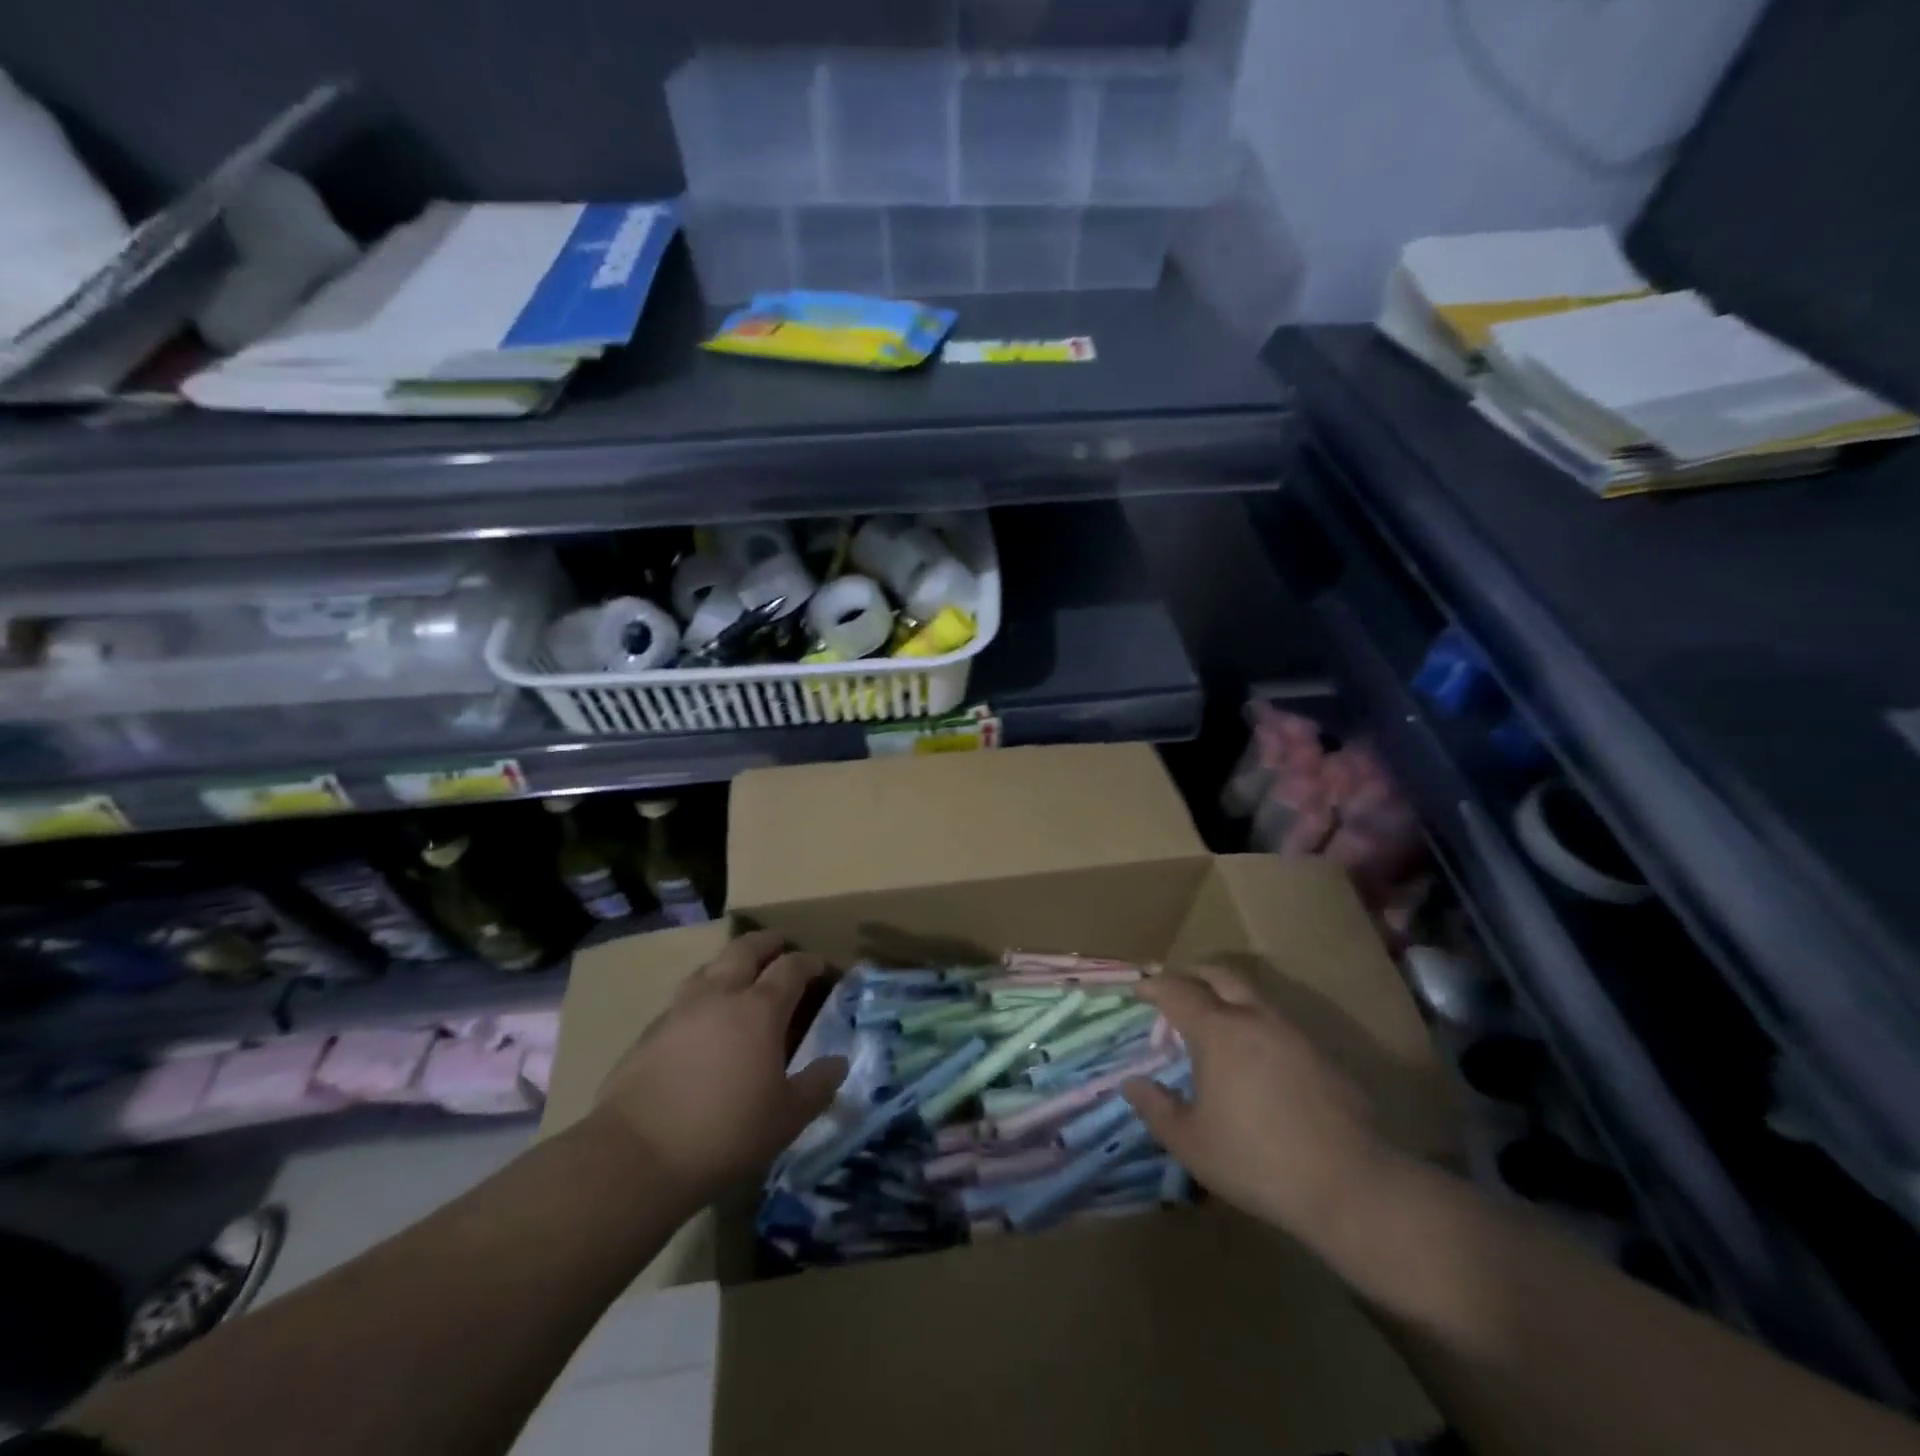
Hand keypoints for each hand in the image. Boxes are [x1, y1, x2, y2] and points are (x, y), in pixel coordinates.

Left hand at [593, 931, 846, 1208]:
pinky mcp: (650, 1031)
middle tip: (780, 943)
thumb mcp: (787, 1118)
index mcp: (760, 1009)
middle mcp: (720, 995)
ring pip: (710, 967)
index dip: (809, 962)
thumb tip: (839, 1063)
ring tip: (739, 972)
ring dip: (730, 961)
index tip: (820, 966)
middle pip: (745, 950)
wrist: (636, 1156)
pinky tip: (701, 1016)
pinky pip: (683, 997)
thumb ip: (817, 1085)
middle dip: (767, 942)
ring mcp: (680, 1009)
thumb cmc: (725, 1133)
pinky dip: (702, 993)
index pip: (791, 968)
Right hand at [1123, 965, 1390, 1247]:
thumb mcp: (1191, 1143)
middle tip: (1174, 992)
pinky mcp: (1320, 1054)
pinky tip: (1252, 1057)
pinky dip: (1253, 1022)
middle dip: (1192, 976)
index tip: (1138, 989)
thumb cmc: (1257, 1160)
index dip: (1154, 986)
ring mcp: (1292, 1032)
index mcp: (1218, 1030)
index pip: (1177, 990)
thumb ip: (1156, 1108)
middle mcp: (1254, 1017)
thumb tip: (1132, 1084)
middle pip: (1219, 976)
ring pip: (1252, 995)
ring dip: (1226, 997)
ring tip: (1212, 1024)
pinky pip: (1276, 1021)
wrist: (1351, 1183)